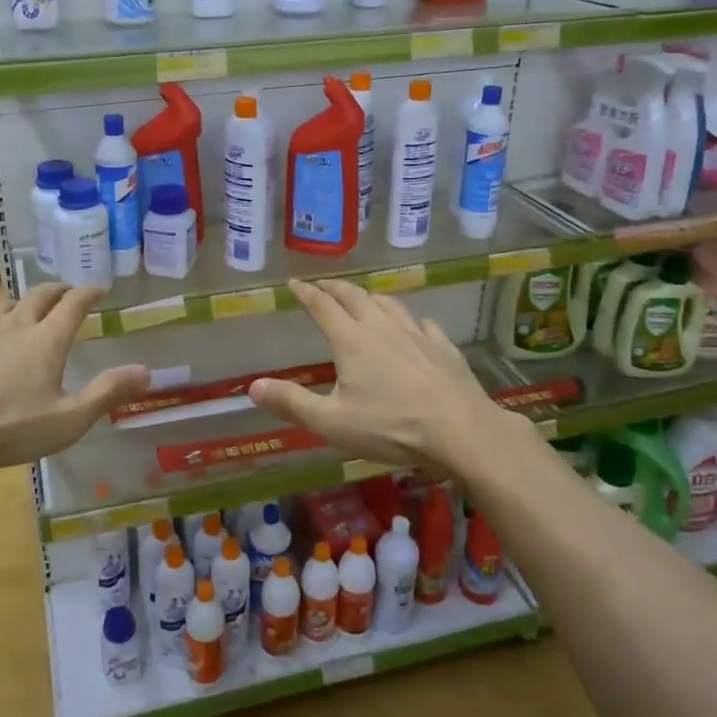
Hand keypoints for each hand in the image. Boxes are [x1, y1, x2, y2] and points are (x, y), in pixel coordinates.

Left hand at [0, 284, 148, 472]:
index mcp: (46, 339)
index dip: (89, 293)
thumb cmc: (9, 427)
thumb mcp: (69, 419)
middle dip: (57, 291)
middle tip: (66, 294)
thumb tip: (147, 370)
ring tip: (25, 312)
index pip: (74, 303)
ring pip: (2, 306)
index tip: (100, 289)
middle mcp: (14, 325)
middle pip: (38, 295)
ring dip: (19, 304)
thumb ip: (108, 392)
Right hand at [248, 279, 501, 468]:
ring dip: (370, 297)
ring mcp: (417, 334)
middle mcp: (382, 327)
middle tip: (323, 286)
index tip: (295, 284)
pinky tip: (414, 327)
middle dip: (335, 288)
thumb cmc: (391, 427)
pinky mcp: (444, 347)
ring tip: (363, 299)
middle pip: (354, 296)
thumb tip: (253, 386)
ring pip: (389, 303)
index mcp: (351, 340)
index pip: (322, 306)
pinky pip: (423, 323)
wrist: (463, 432)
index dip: (306, 293)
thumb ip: (292, 403)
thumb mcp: (332, 422)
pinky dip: (409, 320)